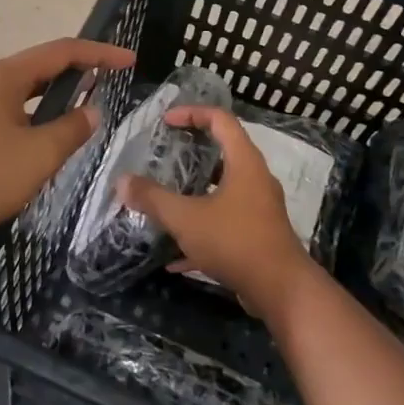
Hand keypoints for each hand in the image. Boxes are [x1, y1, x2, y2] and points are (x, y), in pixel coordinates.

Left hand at [0, 38, 134, 239]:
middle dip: (79, 71)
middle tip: (110, 83)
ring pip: (25, 90)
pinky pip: (11, 109)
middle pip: (42, 66)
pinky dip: (36, 113)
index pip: (62, 51)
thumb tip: (92, 111)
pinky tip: (44, 137)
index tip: (130, 61)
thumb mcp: (38, 155)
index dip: (100, 54)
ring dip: (56, 95)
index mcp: (6, 76)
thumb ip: (71, 129)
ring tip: (83, 109)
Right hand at [118, 106, 317, 315]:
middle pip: (224, 151)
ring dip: (196, 192)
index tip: (165, 121)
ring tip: (167, 198)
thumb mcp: (186, 218)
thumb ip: (153, 198)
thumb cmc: (235, 241)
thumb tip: (122, 181)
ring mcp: (260, 208)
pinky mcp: (258, 235)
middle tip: (165, 156)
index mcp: (244, 162)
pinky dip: (202, 229)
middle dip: (193, 152)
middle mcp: (256, 178)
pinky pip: (225, 222)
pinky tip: (175, 257)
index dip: (192, 113)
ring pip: (224, 189)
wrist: (281, 290)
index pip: (220, 119)